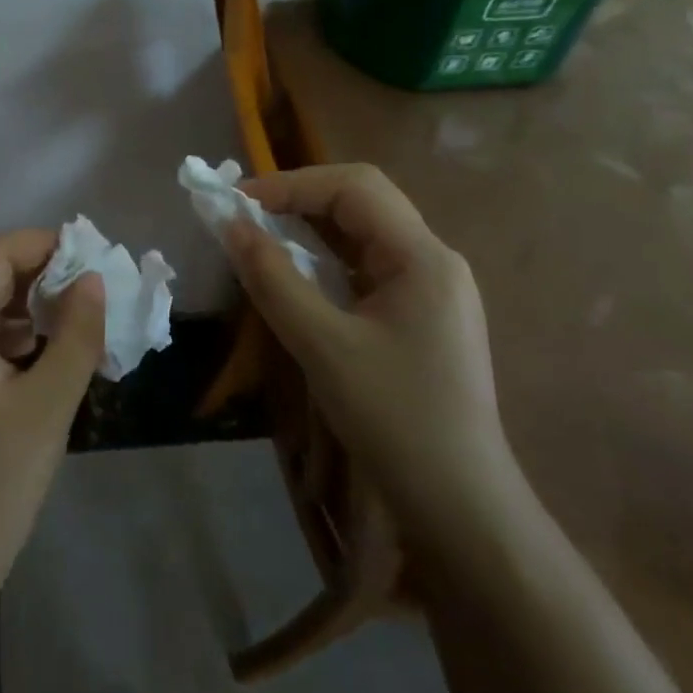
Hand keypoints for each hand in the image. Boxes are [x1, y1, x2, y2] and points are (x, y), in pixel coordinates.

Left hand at [0, 231, 104, 630]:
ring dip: (32, 310)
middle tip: (95, 290)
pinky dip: (18, 342)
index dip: (42, 245)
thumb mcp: (46, 407)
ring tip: (83, 322)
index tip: (91, 258)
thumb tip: (93, 281)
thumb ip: (75, 337)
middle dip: (41, 275)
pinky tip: (53, 361)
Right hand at [224, 164, 522, 549]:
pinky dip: (326, 262)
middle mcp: (434, 261)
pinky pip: (367, 268)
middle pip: (361, 203)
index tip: (240, 201)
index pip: (355, 186)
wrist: (461, 509)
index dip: (293, 183)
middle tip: (246, 217)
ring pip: (363, 235)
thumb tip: (230, 226)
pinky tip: (298, 279)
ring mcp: (432, 289)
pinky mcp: (422, 317)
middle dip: (300, 201)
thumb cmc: (394, 420)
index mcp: (423, 257)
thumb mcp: (322, 345)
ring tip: (262, 241)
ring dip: (311, 231)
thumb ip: (273, 279)